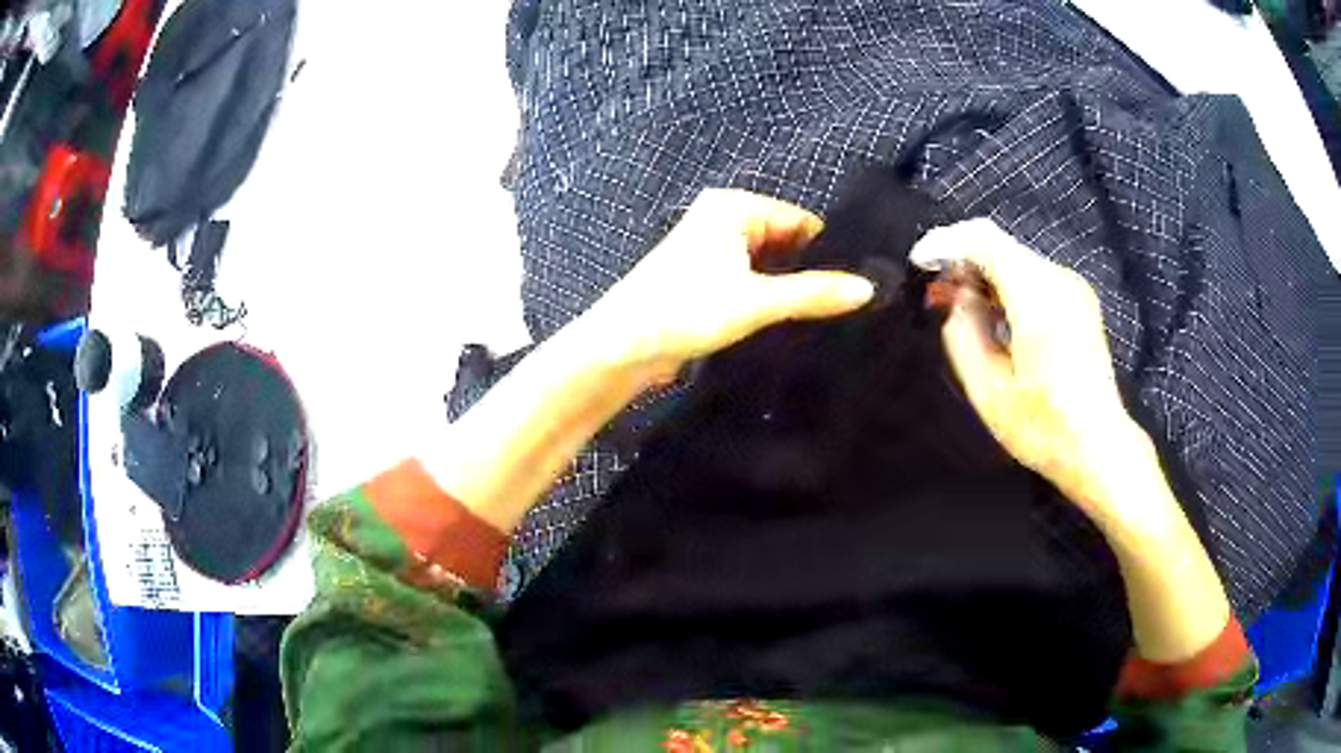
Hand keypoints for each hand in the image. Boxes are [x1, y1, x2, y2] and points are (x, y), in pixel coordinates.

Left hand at [583, 189, 875, 380]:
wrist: (621, 347)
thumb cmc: (685, 310)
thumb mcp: (756, 301)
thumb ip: (813, 293)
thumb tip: (869, 288)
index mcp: (733, 206)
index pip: (800, 220)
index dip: (827, 252)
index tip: (856, 284)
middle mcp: (723, 218)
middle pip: (785, 240)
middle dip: (808, 270)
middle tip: (844, 305)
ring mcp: (712, 247)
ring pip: (768, 262)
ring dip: (788, 286)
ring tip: (824, 316)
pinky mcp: (705, 277)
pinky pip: (750, 278)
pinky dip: (768, 295)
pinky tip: (790, 319)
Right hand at [924, 219, 1146, 511]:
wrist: (1100, 447)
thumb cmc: (1044, 428)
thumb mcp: (989, 390)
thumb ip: (963, 333)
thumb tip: (953, 296)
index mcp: (1038, 298)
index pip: (984, 240)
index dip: (946, 242)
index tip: (920, 264)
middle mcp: (1059, 280)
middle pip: (1000, 246)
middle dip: (963, 261)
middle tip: (937, 296)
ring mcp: (1074, 288)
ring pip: (1016, 260)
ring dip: (984, 275)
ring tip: (961, 309)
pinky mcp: (1080, 301)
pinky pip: (1034, 277)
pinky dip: (1007, 286)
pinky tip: (995, 317)